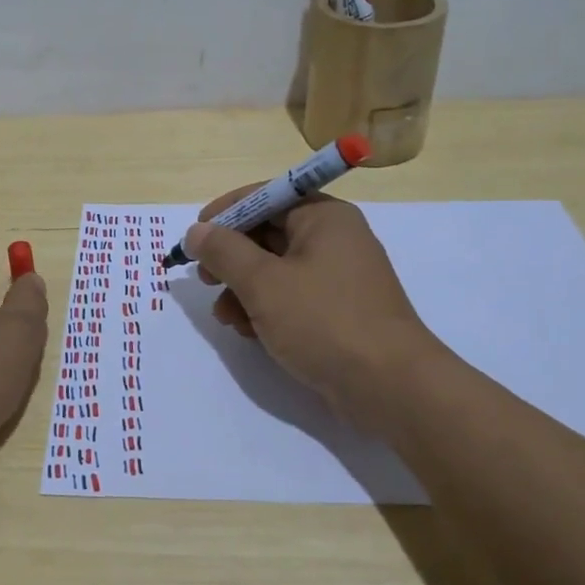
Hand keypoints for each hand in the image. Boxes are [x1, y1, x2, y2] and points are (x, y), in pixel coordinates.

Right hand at [184, 191, 441, 435]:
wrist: (391, 387)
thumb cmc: (325, 321)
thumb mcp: (264, 283)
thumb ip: (224, 252)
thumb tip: (196, 231)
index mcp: (324, 217)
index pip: (266, 196)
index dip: (225, 213)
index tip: (194, 238)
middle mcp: (334, 239)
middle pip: (268, 233)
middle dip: (231, 258)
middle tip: (205, 279)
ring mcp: (338, 277)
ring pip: (275, 269)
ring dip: (243, 288)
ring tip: (225, 317)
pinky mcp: (337, 311)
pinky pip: (291, 296)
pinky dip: (265, 309)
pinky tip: (249, 332)